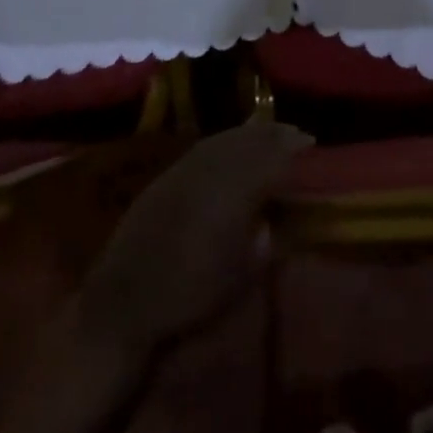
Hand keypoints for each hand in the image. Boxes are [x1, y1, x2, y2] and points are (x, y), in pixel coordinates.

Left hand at [77, 120, 312, 357]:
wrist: (123, 301)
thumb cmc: (187, 297)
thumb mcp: (237, 279)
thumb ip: (262, 244)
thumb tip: (274, 222)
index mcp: (230, 194)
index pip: (267, 158)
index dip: (289, 148)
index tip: (310, 141)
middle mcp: (208, 171)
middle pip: (246, 142)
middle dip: (272, 134)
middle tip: (295, 132)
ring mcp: (184, 169)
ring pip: (224, 139)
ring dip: (249, 133)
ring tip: (268, 131)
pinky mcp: (166, 176)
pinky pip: (203, 146)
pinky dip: (224, 139)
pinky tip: (230, 143)